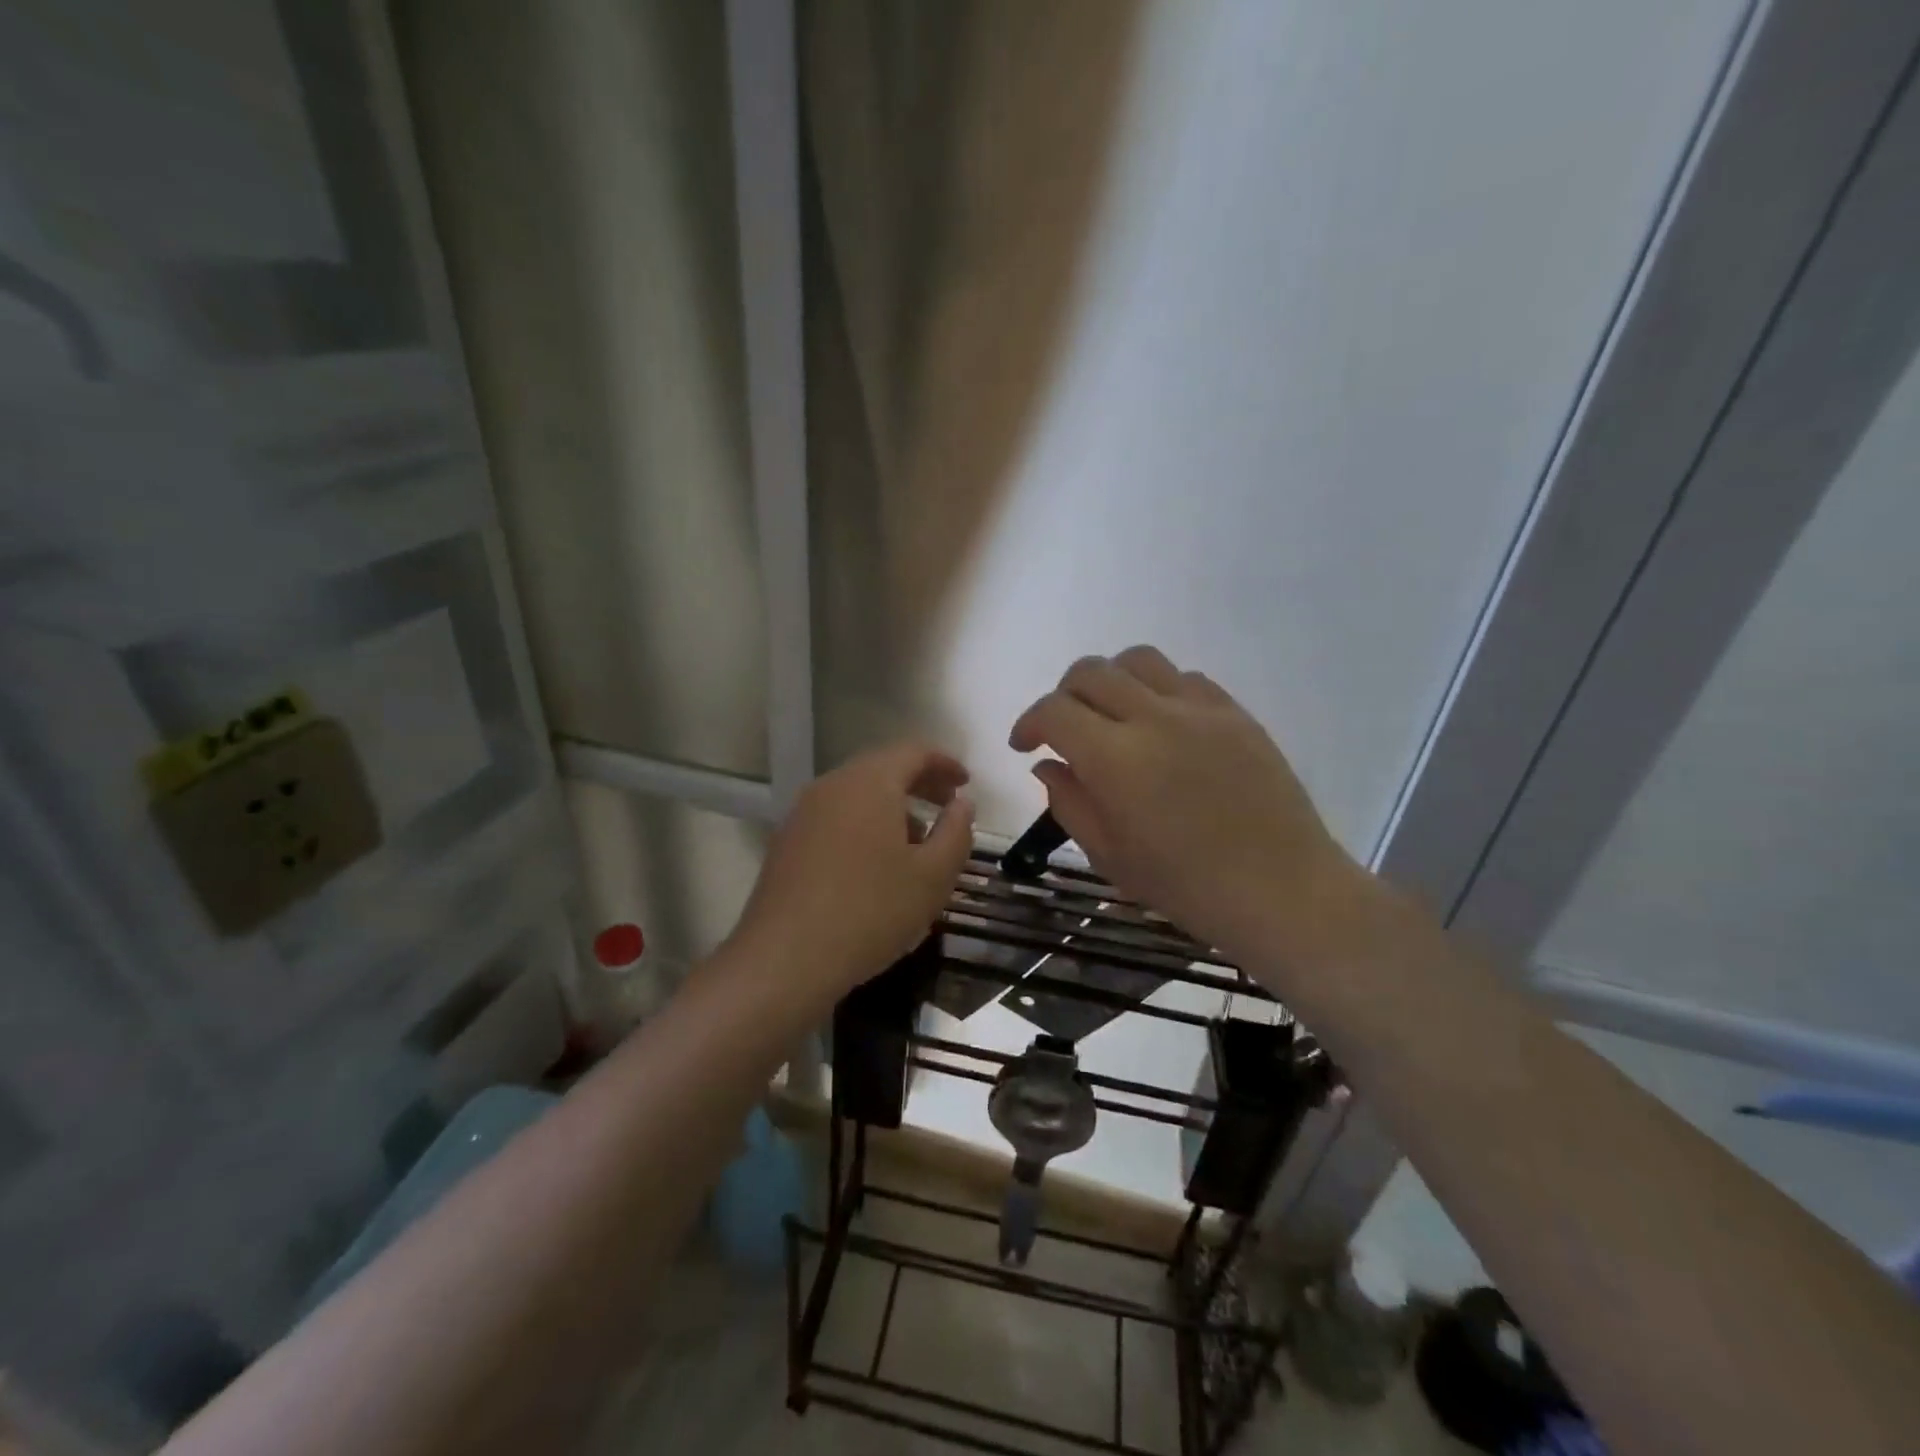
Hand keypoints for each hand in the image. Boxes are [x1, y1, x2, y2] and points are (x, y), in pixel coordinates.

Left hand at [727, 742, 974, 1007]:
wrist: (784, 960)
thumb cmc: (871, 911)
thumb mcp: (933, 877)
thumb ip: (956, 832)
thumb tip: (962, 803)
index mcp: (870, 782)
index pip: (913, 752)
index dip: (945, 763)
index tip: (966, 784)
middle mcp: (832, 785)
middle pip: (882, 768)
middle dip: (920, 783)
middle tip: (948, 805)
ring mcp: (803, 813)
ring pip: (857, 794)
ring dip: (892, 806)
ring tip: (917, 842)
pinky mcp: (787, 842)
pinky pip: (836, 817)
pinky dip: (865, 824)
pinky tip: (876, 864)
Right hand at [1009, 646, 1382, 978]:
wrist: (1281, 890)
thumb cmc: (1186, 886)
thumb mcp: (1109, 856)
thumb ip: (1069, 802)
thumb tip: (1048, 765)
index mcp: (1115, 759)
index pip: (1054, 711)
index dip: (1029, 722)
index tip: (1025, 745)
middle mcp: (1153, 717)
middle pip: (1091, 671)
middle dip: (1063, 695)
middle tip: (1063, 729)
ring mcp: (1199, 709)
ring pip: (1138, 660)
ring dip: (1111, 680)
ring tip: (1112, 714)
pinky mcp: (1235, 713)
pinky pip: (1185, 677)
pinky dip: (1158, 689)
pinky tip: (1162, 723)